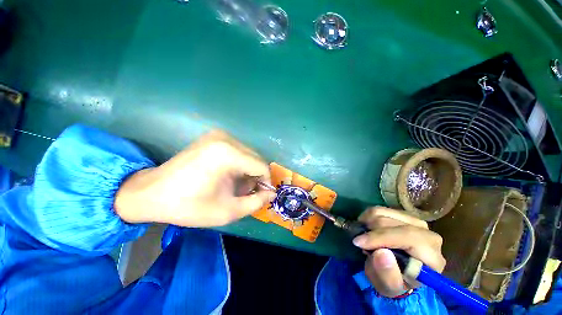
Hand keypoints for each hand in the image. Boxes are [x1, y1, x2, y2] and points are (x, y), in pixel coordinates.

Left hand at [115, 130, 275, 226]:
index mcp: (229, 154)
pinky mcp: (213, 137)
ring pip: (248, 154)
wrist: (152, 193)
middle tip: (244, 192)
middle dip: (255, 177)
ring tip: (234, 185)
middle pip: (256, 158)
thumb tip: (271, 193)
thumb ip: (256, 202)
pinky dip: (239, 164)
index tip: (260, 195)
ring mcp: (219, 135)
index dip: (265, 182)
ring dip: (247, 170)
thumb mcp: (228, 211)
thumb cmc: (189, 205)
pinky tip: (227, 175)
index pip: (261, 166)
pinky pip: (238, 151)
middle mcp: (226, 139)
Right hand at [352, 207, 445, 297]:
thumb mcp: (390, 287)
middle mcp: (427, 233)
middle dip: (370, 232)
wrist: (399, 272)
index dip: (380, 237)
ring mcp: (414, 221)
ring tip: (364, 236)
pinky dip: (367, 217)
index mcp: (431, 256)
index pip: (407, 236)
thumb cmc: (395, 281)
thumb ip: (387, 275)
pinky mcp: (402, 214)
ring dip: (367, 223)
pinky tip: (367, 228)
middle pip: (391, 222)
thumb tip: (381, 253)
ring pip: (382, 212)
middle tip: (361, 244)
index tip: (358, 243)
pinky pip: (379, 209)